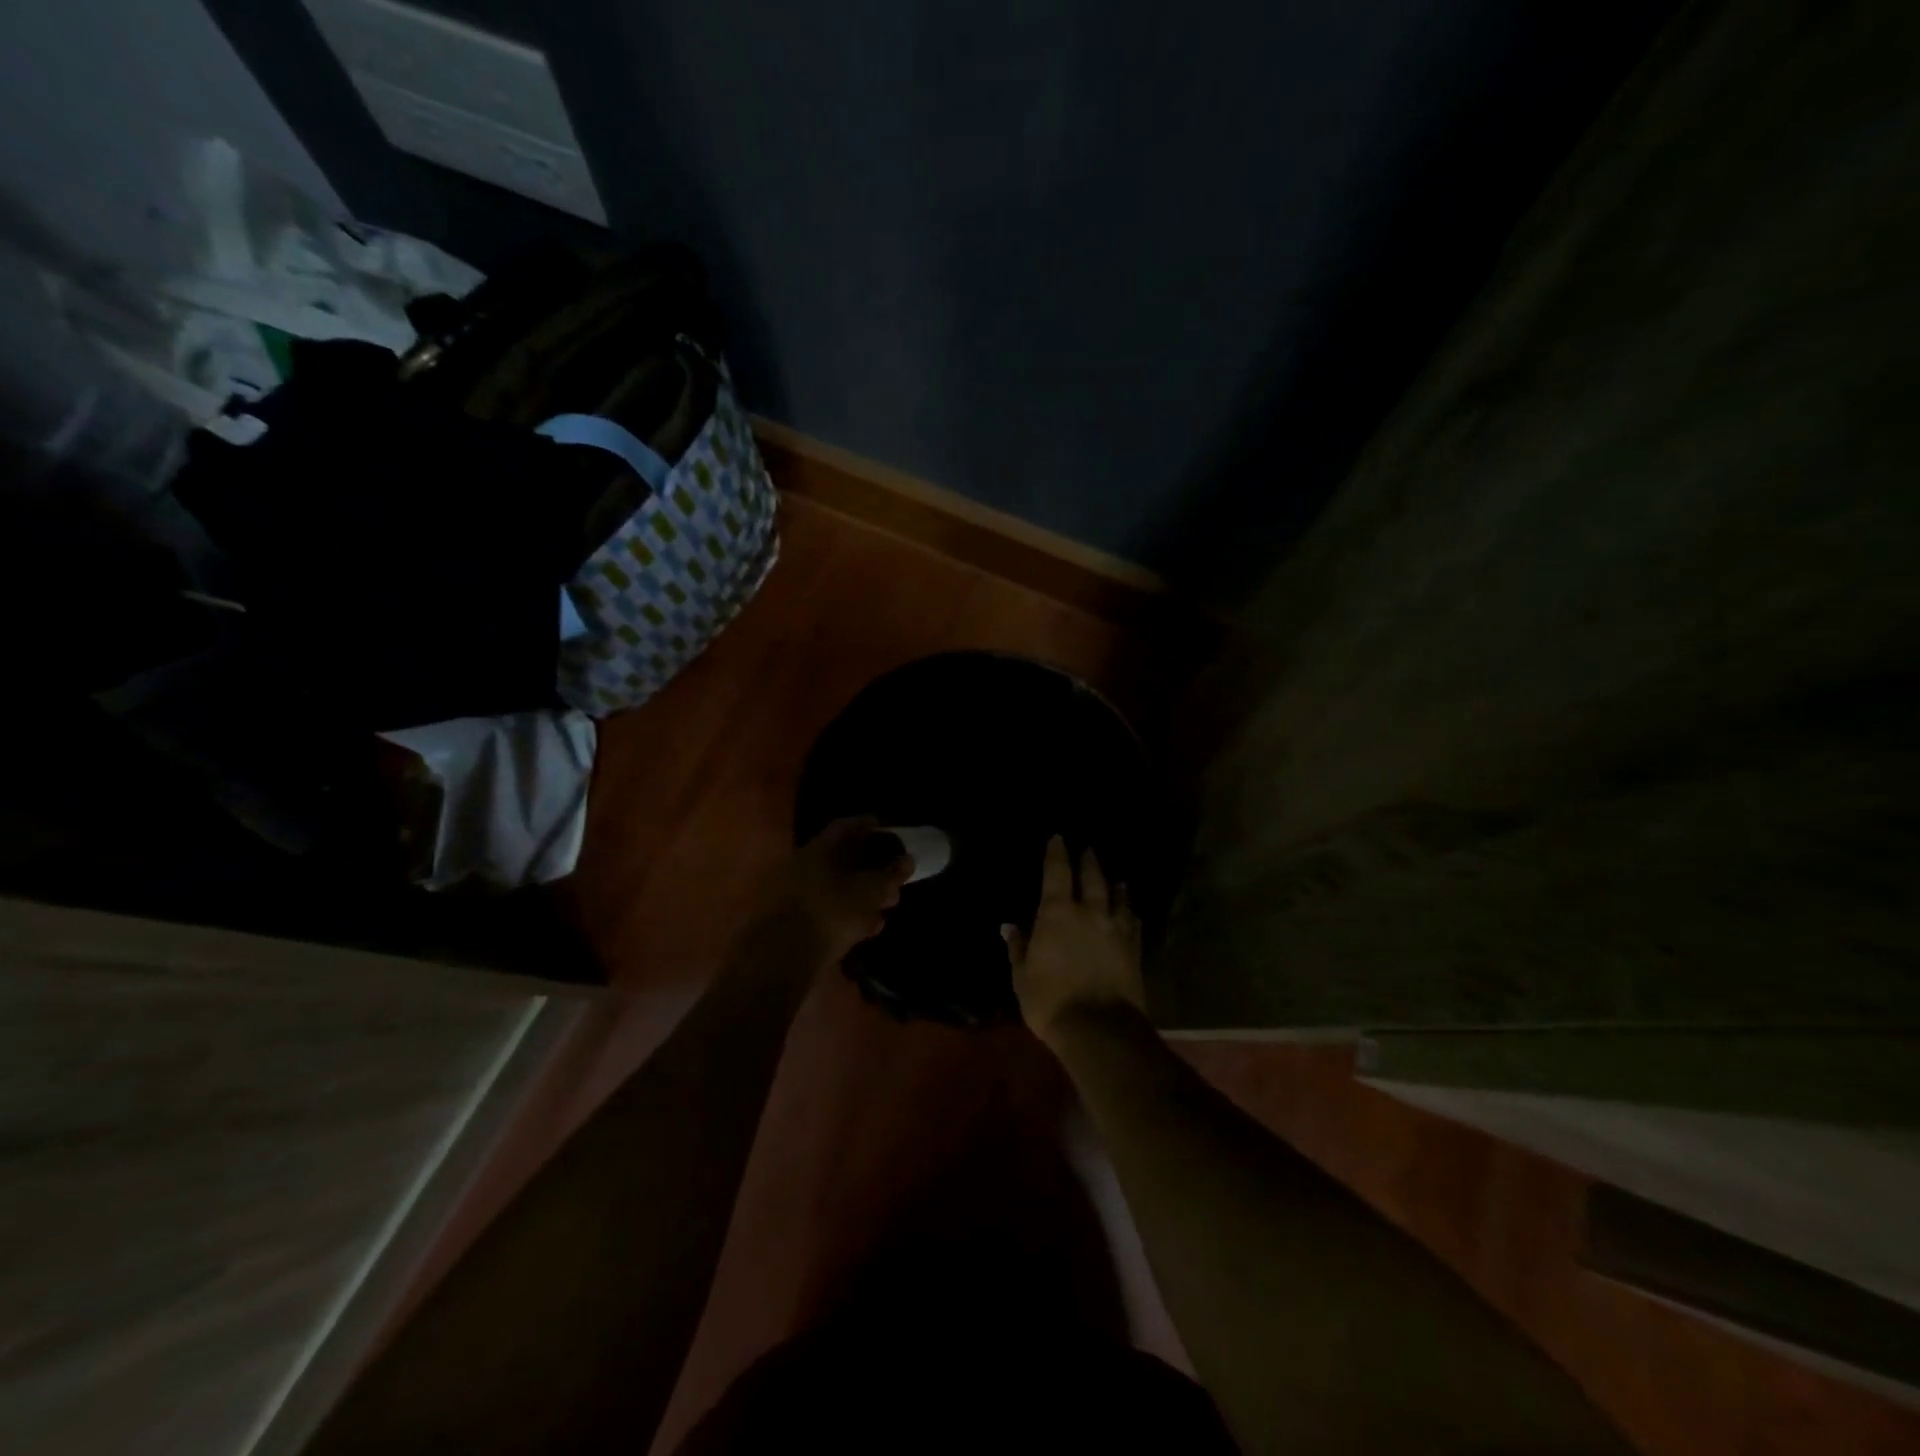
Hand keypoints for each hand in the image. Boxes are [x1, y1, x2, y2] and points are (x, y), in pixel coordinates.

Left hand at [753, 817, 913, 966]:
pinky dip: (849, 914)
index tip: (887, 831)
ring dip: (862, 894)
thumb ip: (889, 875)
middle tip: (893, 876)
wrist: (782, 959)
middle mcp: (802, 866)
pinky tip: (868, 927)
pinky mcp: (793, 923)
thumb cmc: (829, 913)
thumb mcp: (868, 892)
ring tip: (886, 905)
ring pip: (836, 887)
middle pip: (841, 859)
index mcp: (817, 850)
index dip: (868, 826)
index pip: (845, 826)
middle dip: (870, 867)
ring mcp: (794, 895)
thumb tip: (907, 860)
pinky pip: (828, 911)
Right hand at [1004, 836, 1143, 1045]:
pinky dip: (1130, 914)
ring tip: (1117, 879)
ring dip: (1115, 886)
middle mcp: (1089, 913)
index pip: (1057, 873)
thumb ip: (1019, 947)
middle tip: (1088, 849)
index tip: (1058, 837)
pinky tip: (1131, 913)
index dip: (1057, 853)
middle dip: (1088, 862)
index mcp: (1058, 913)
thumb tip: (1009, 925)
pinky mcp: (1133, 950)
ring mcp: (1115, 930)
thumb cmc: (1050, 1000)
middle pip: (1092, 879)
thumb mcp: (1022, 976)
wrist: (1099, 1029)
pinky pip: (1132, 924)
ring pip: (1117, 899)